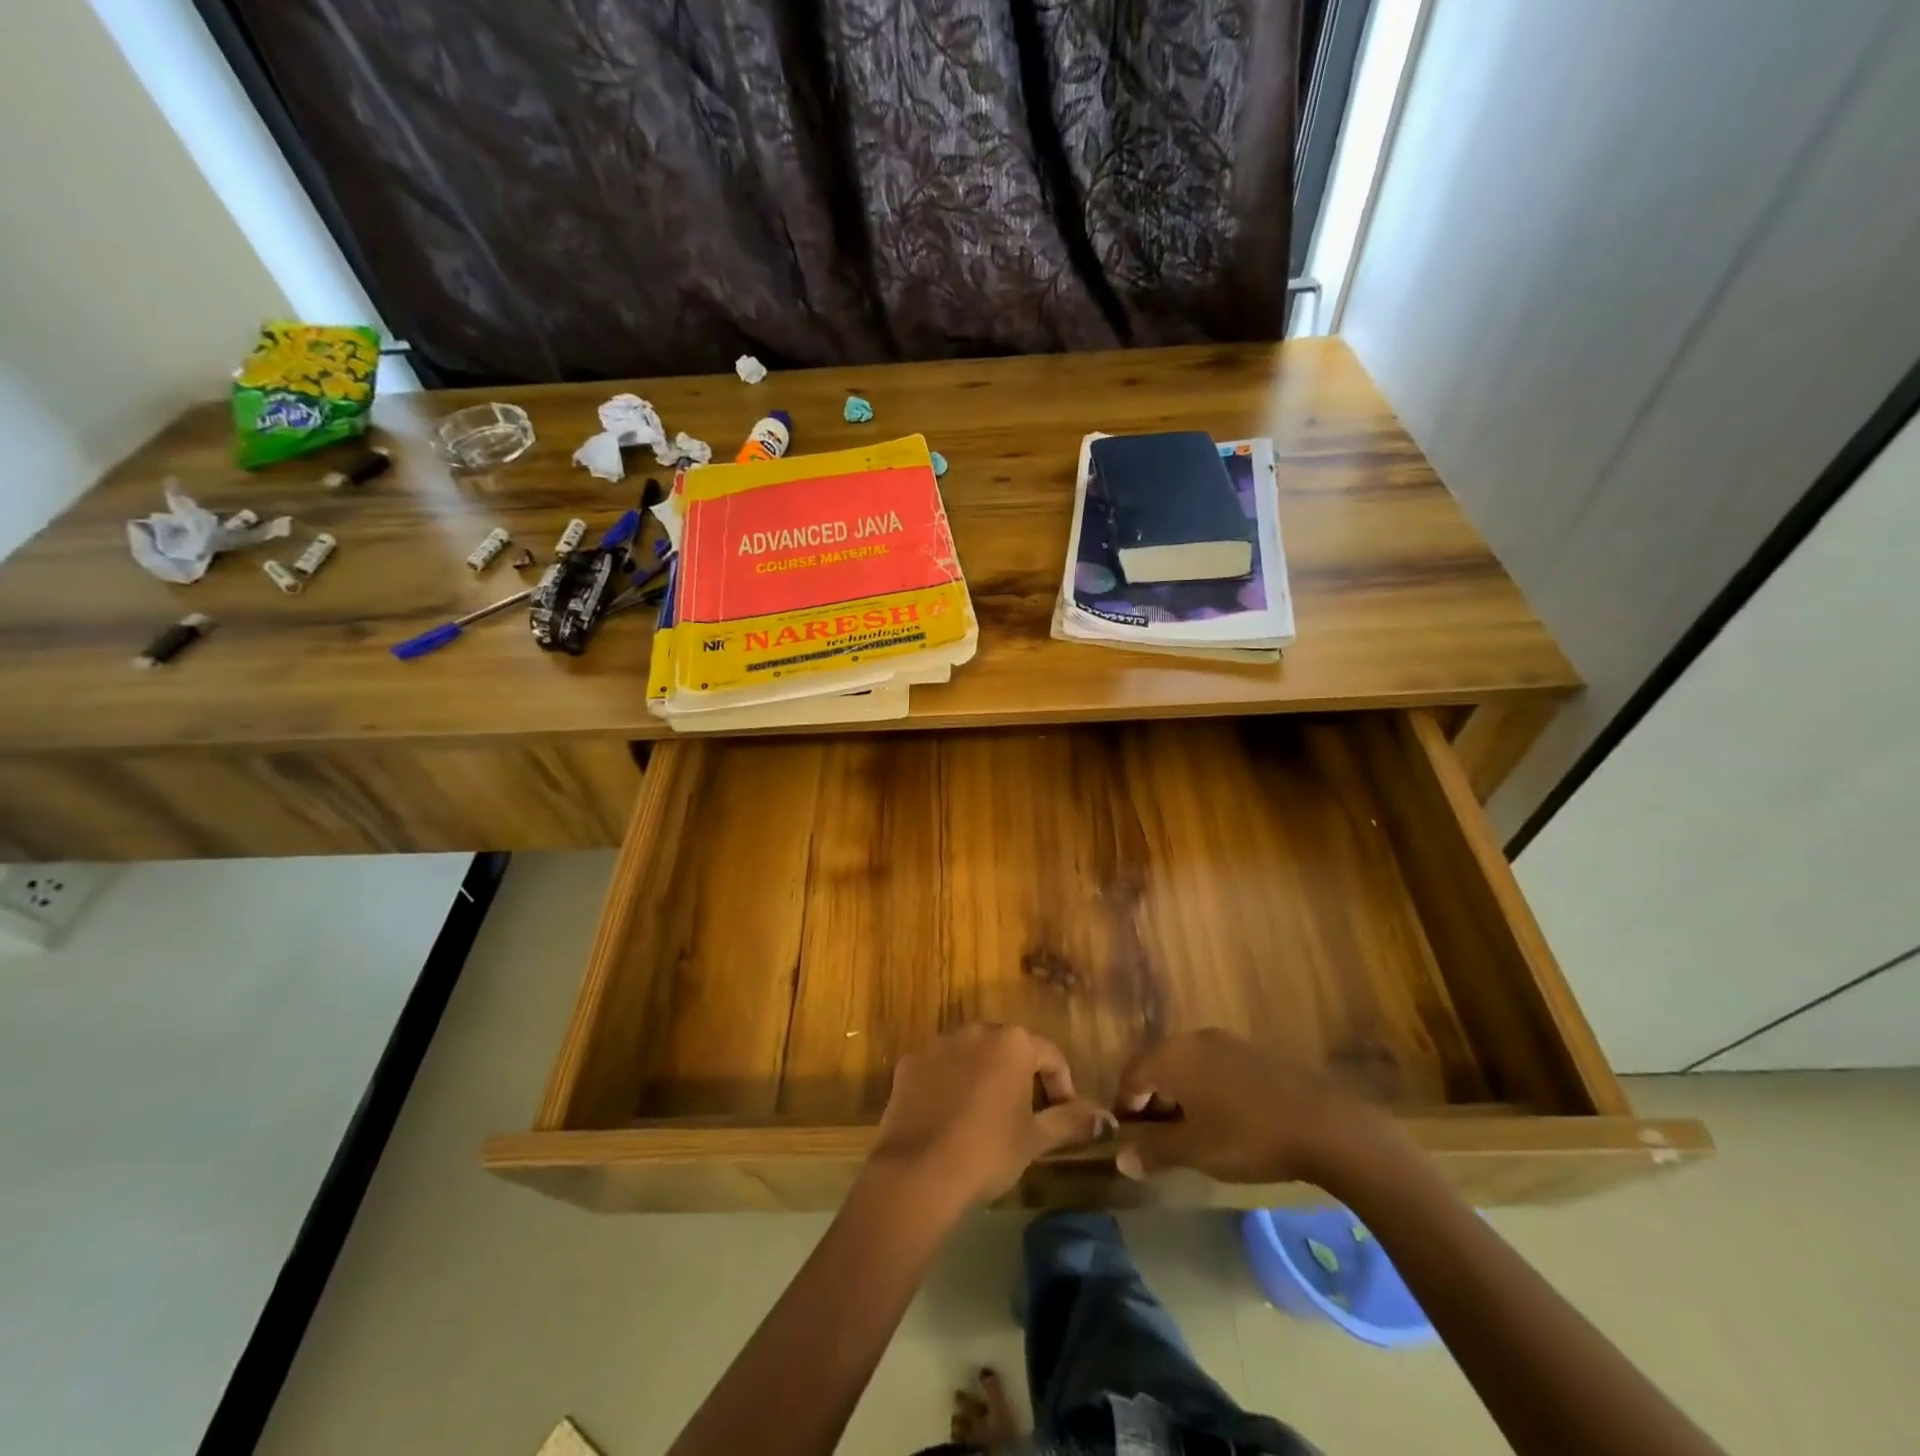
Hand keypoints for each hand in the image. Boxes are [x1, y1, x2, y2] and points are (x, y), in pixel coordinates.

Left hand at [867, 1025, 1112, 1212]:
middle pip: (1008, 1048)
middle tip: (1025, 1114)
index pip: (1050, 1056)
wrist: (919, 1170)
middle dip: (1020, 1075)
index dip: (1061, 1085)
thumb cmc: (989, 1151)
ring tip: (986, 1115)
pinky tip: (949, 1117)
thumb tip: (1108, 1120)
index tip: (1062, 1115)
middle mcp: (977, 1030)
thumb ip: (1071, 1121)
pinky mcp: (910, 1061)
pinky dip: (949, 1083)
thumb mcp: (1035, 1139)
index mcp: (1013, 1042)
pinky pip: (939, 1067)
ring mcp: (939, 1043)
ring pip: (972, 1054)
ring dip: (983, 1075)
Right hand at [1112, 1030, 1397, 1186]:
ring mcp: (1225, 1042)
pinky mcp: (1252, 1052)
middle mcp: (1192, 1038)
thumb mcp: (1195, 1150)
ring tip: (1190, 1135)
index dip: (1125, 1110)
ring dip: (1179, 1097)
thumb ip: (1153, 1150)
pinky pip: (1212, 1068)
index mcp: (1171, 1055)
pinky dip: (1205, 1091)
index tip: (1129, 1143)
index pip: (1130, 1077)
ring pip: (1186, 1067)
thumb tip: (1120, 1157)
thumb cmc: (1248, 1137)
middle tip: (1157, 1142)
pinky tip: (1222, 1121)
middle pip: (1157, 1067)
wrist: (1325, 1125)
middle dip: (1152, 1103)